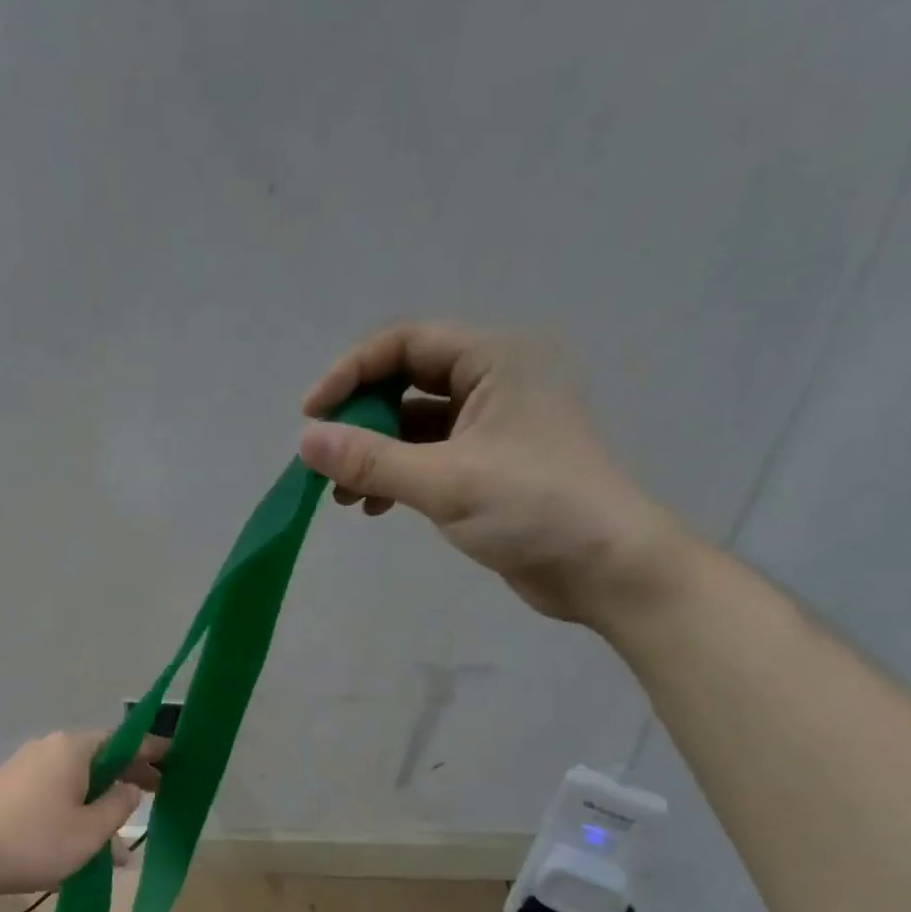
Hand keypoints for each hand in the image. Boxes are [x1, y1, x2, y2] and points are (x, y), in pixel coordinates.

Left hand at [0, 731, 164, 897]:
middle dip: (130, 780)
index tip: (176, 758)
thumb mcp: (90, 830)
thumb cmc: (34, 841)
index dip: (153, 750)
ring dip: (103, 808)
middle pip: (101, 759)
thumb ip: (119, 805)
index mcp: (73, 749)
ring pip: (79, 783)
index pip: (125, 741)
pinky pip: (56, 796)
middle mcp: (50, 750)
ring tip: (123, 849)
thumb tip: (131, 788)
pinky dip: (77, 814)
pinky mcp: (11, 791)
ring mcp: (27, 769)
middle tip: (160, 795)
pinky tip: (88, 850)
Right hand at [298, 322, 689, 625]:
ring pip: (414, 425)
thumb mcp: (445, 481)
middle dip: (360, 421)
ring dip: (373, 455)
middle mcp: (495, 381)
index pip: (406, 343)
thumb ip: (371, 460)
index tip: (310, 417)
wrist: (604, 567)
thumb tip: (306, 441)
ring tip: (340, 496)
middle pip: (407, 382)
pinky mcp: (490, 465)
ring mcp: (493, 425)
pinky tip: (373, 507)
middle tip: (323, 461)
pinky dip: (396, 476)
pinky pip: (428, 456)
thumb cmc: (533, 508)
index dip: (351, 373)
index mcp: (496, 360)